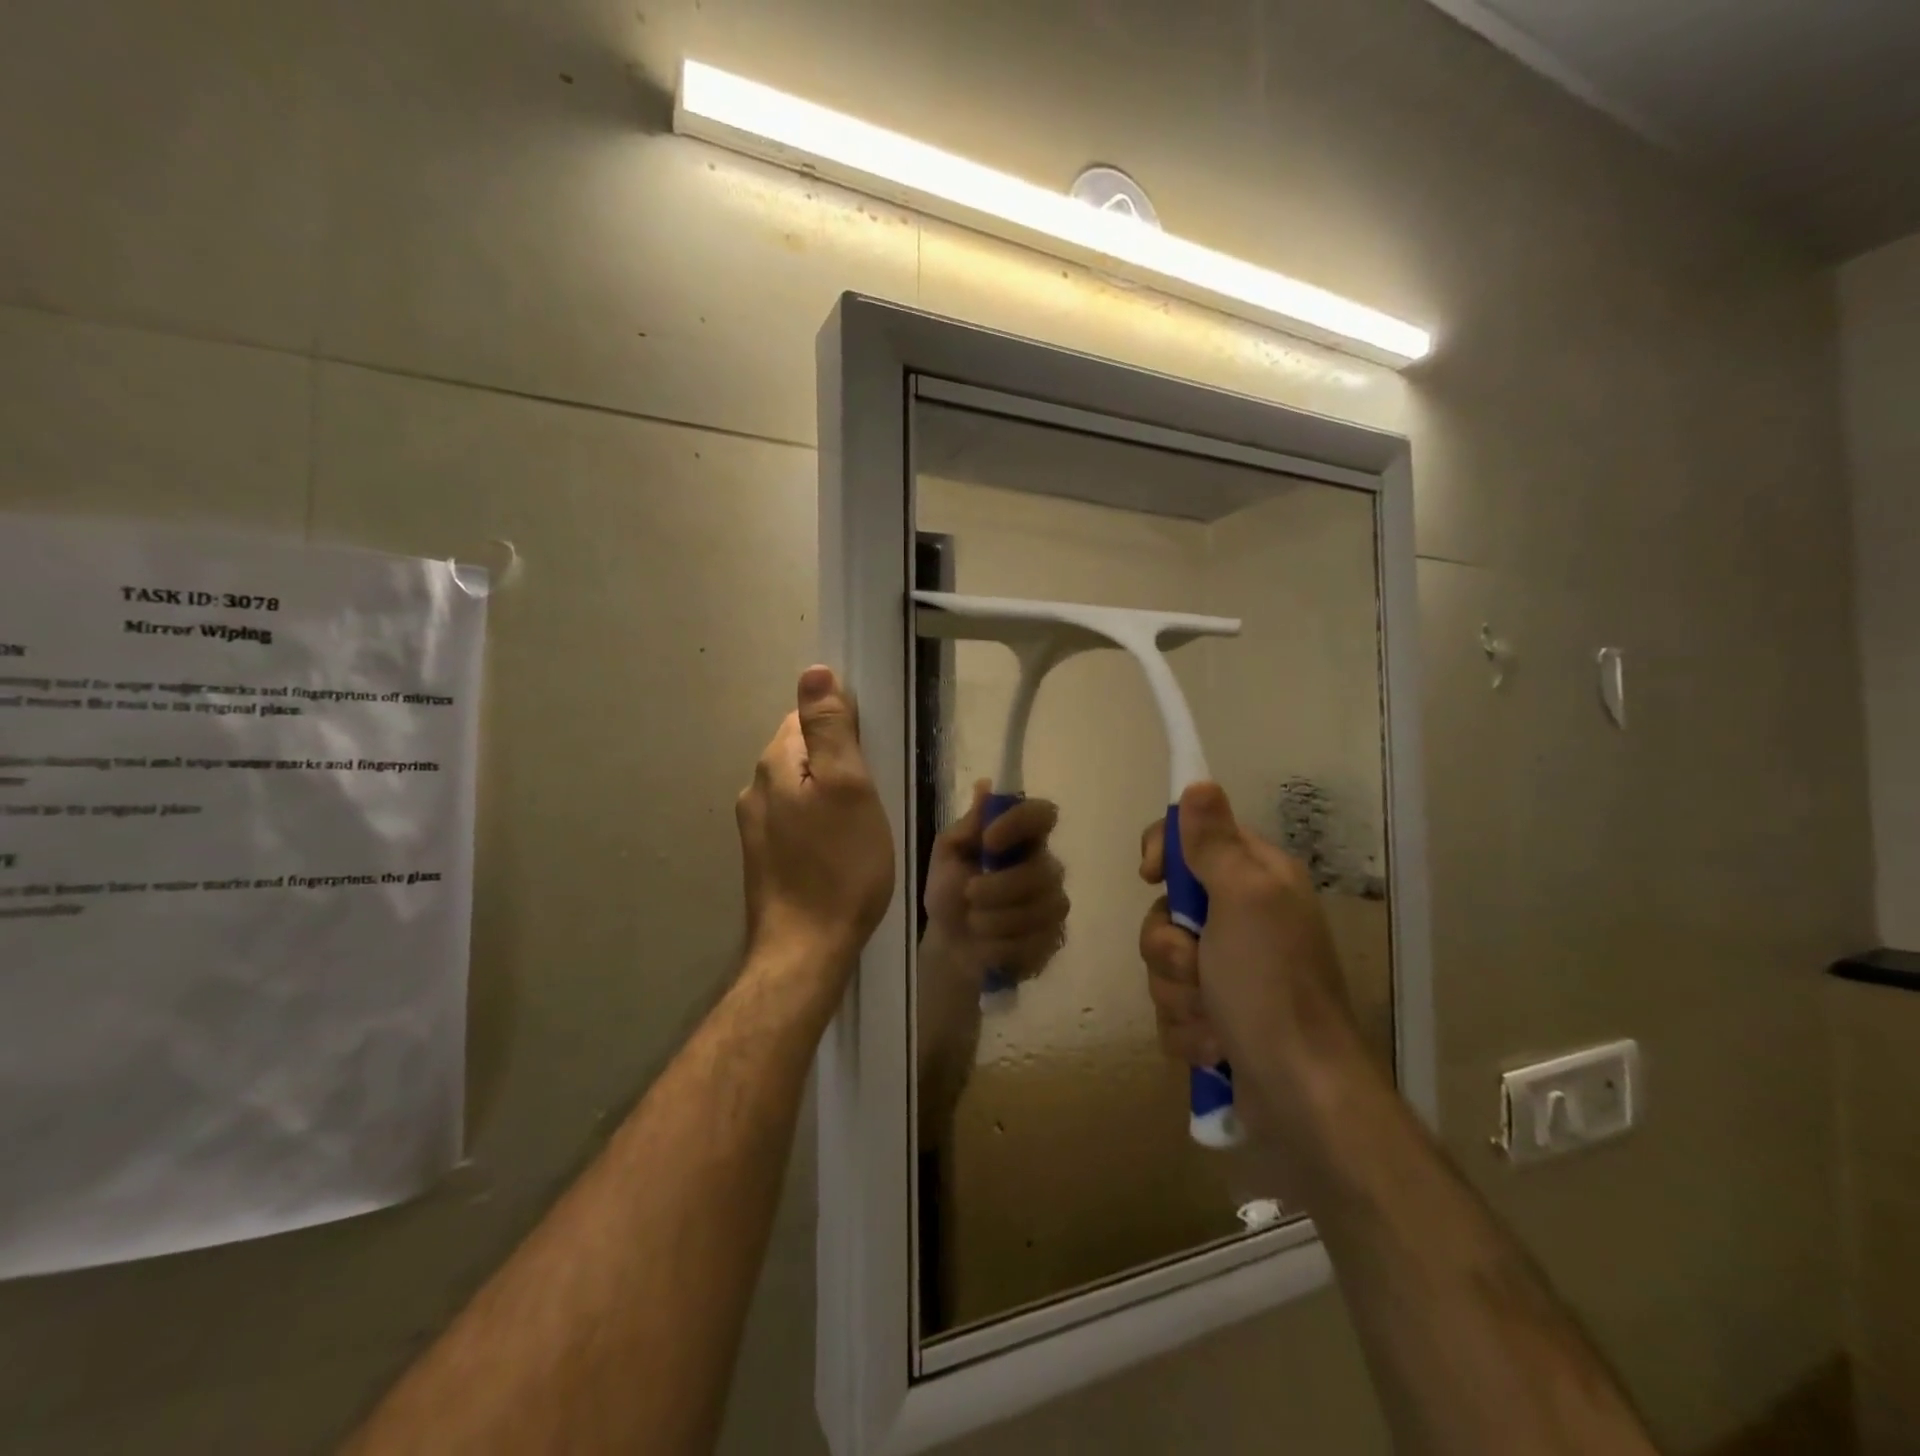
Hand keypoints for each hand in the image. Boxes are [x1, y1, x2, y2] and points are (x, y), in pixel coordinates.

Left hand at [737, 666, 895, 964]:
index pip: (805, 717)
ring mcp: (755, 827)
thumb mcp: (848, 787)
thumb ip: (830, 727)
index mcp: (775, 765)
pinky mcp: (764, 858)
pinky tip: (840, 847)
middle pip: (801, 751)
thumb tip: (814, 670)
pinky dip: (819, 822)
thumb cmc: (840, 865)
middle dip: (837, 761)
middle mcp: (756, 789)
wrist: (806, 949)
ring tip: (862, 822)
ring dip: (829, 793)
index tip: (873, 755)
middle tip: (874, 793)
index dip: (843, 726)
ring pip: (799, 788)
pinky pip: (796, 820)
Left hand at [923, 780, 1068, 984]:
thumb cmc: (949, 892)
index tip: (988, 841)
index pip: (1043, 814)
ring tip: (973, 922)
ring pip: (1039, 909)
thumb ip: (967, 825)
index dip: (1020, 823)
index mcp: (1022, 838)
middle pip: (1041, 870)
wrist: (949, 946)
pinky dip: (1003, 945)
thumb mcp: (947, 855)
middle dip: (999, 887)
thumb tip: (984, 786)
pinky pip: (1036, 941)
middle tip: (969, 893)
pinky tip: (988, 944)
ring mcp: (1054, 904)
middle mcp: (1047, 866)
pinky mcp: (1054, 939)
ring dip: (996, 919)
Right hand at [1138, 782, 1358, 1137]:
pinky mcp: (1218, 1016)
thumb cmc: (1271, 986)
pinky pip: (1172, 1006)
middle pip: (1166, 909)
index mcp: (1256, 880)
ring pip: (1164, 962)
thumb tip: (1199, 783)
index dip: (1164, 853)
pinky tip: (1215, 1045)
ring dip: (1178, 994)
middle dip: (1169, 947)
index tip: (1151, 876)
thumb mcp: (1242, 900)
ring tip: (1213, 1019)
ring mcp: (1229, 971)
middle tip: (1196, 965)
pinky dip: (1187, 1028)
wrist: (1301, 1094)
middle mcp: (1244, 919)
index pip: (1192, 839)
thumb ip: (1212, 843)